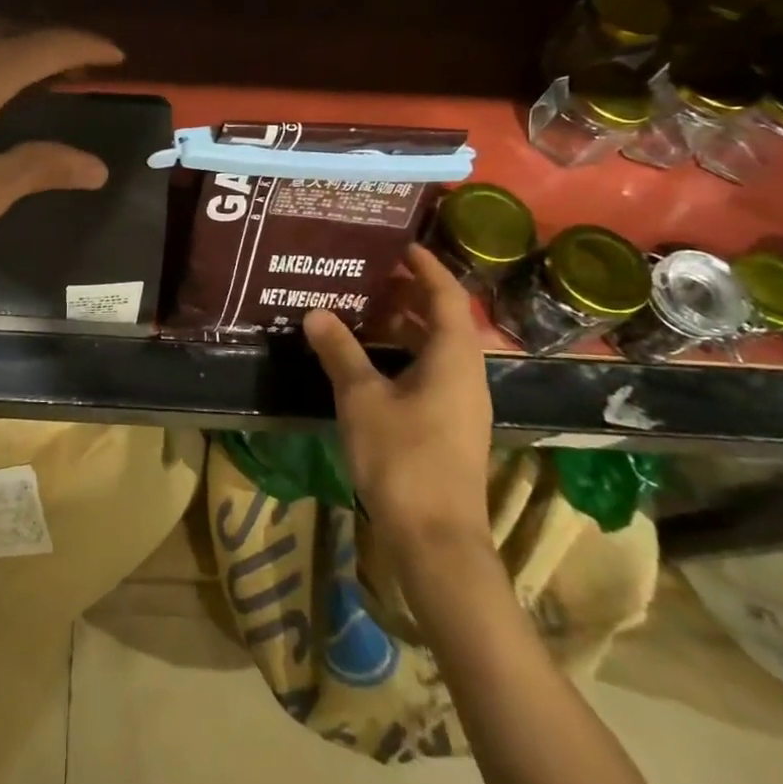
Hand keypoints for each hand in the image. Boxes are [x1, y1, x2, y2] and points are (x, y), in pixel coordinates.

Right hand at [304, 245, 492, 562]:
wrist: (436, 538)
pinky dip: (403, 355)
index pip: (446, 297)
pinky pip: (430, 373)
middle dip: (410, 294)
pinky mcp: (449, 427)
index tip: (401, 245)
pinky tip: (369, 362)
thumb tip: (316, 312)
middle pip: (443, 321)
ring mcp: (461, 404)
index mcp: (454, 358)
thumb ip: (339, 352)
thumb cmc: (402, 457)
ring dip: (404, 327)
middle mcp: (466, 375)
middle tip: (370, 273)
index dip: (426, 267)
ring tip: (364, 309)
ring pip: (436, 350)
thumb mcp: (362, 398)